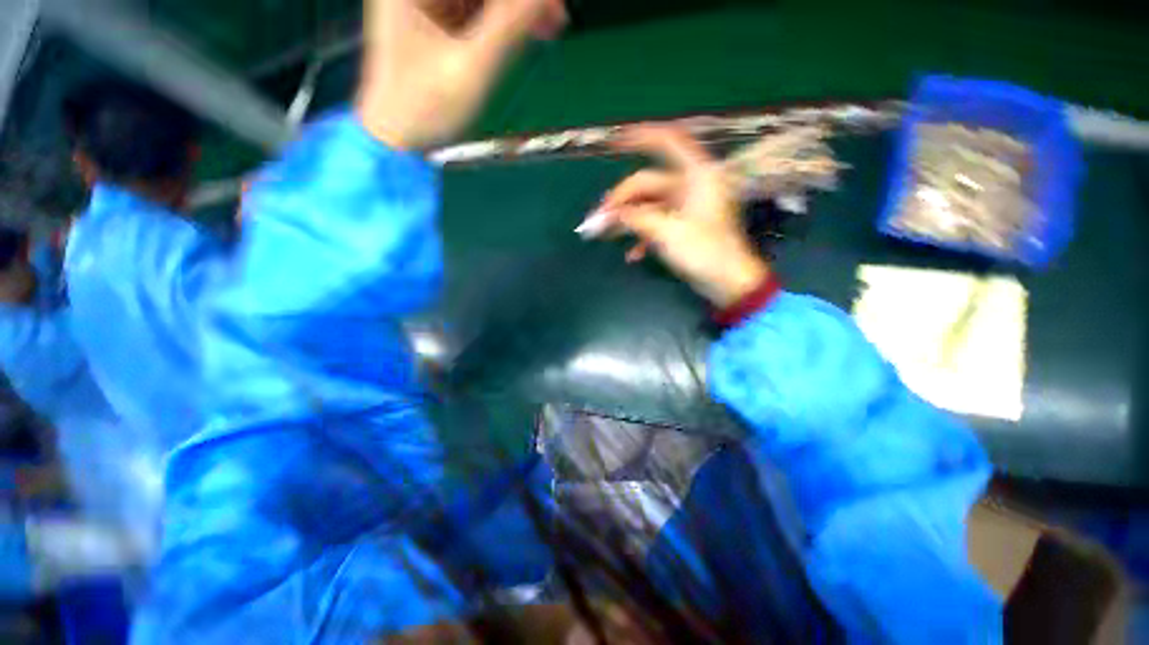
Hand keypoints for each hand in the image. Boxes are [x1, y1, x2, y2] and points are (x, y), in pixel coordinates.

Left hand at [358, 0, 566, 148]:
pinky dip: (504, 19)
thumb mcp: (471, 68)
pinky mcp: (435, 19)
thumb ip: (509, 26)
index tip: (551, 6)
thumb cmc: (426, 108)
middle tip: (556, 15)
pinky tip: (528, 32)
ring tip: (550, 27)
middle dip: (519, 3)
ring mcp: (424, 1)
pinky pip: (477, 9)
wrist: (400, 139)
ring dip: (515, 10)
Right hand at [589, 126, 769, 308]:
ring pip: (649, 205)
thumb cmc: (703, 252)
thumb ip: (633, 218)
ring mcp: (686, 206)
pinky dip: (643, 236)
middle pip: (648, 183)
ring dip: (628, 220)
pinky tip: (632, 255)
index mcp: (696, 175)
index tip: (615, 142)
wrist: (727, 283)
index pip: (668, 142)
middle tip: (598, 219)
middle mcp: (690, 185)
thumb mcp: (665, 232)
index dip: (641, 137)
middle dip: (622, 200)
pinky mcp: (683, 225)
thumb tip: (604, 215)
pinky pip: (657, 223)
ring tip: (606, 235)